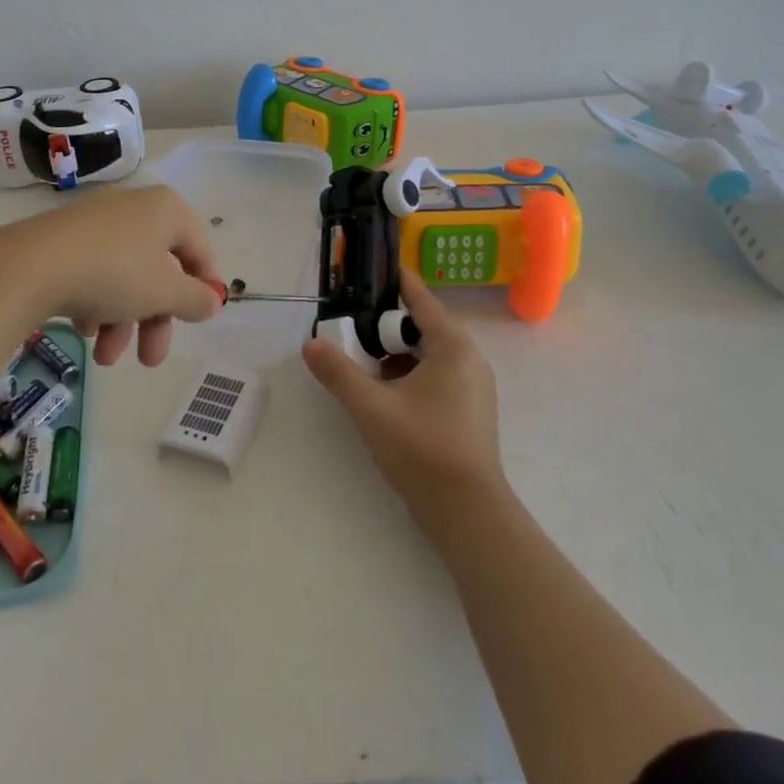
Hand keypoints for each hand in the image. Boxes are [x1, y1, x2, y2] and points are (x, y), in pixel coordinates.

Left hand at [0, 185, 220, 366]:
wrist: (29, 266)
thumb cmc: (113, 273)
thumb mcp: (165, 292)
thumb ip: (195, 299)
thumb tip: (213, 300)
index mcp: (166, 210)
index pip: (199, 248)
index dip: (205, 286)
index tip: (202, 320)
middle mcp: (133, 208)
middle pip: (158, 270)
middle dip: (155, 321)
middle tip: (151, 360)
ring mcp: (94, 222)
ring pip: (124, 277)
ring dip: (122, 322)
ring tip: (104, 358)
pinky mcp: (62, 239)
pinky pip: (93, 273)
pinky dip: (96, 304)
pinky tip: (84, 330)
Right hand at [302, 270, 504, 528]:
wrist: (467, 513)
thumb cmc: (422, 449)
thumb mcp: (371, 407)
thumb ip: (338, 372)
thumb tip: (310, 344)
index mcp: (452, 346)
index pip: (420, 298)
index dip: (393, 281)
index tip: (367, 270)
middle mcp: (469, 359)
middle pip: (422, 326)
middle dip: (385, 324)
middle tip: (349, 322)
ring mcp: (473, 387)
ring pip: (428, 353)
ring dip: (395, 353)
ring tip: (360, 359)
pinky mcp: (469, 410)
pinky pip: (436, 375)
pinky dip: (409, 373)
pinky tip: (383, 391)